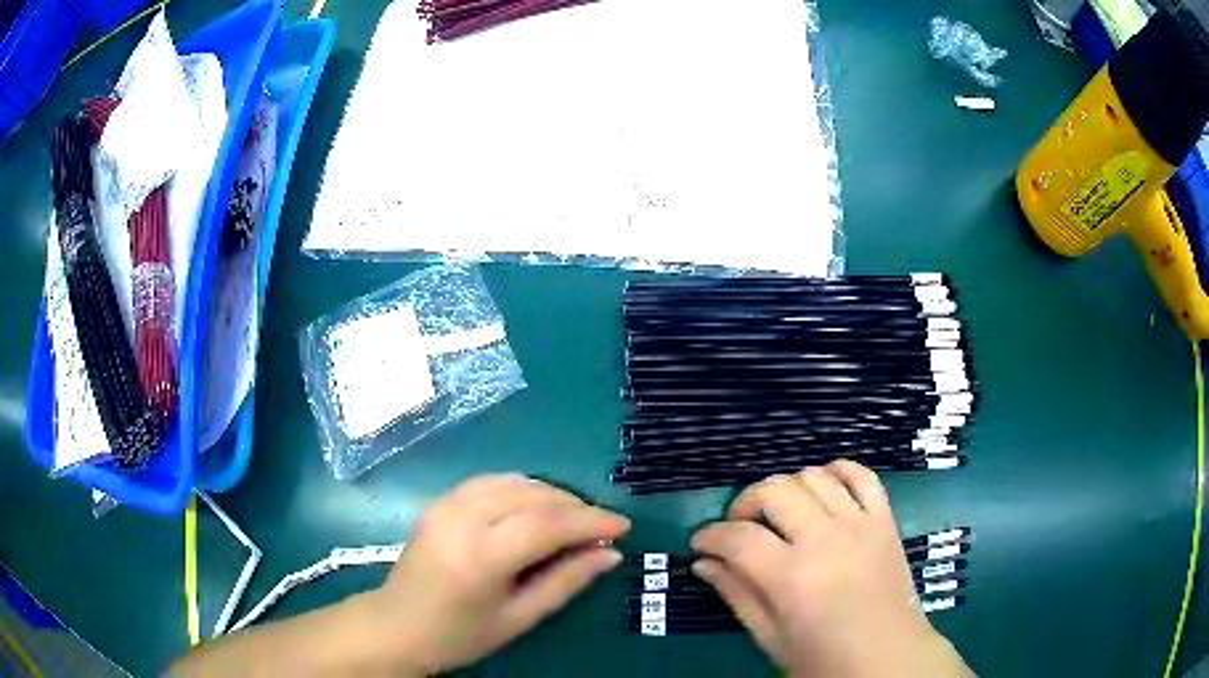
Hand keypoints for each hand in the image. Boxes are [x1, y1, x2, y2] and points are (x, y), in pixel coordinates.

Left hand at [366, 474, 630, 675]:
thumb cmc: (460, 634)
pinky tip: (536, 505)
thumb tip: (610, 554)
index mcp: (481, 557)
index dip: (590, 522)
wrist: (397, 625)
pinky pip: (489, 481)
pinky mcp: (438, 502)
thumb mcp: (519, 618)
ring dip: (550, 494)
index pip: (547, 524)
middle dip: (575, 506)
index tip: (623, 527)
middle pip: (532, 496)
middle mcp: (462, 519)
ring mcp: (446, 505)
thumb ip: (566, 582)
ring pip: (512, 482)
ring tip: (575, 517)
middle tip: (602, 527)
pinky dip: (521, 488)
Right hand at [690, 461, 971, 677]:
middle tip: (738, 527)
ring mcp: (860, 524)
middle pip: (774, 491)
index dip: (710, 536)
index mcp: (792, 578)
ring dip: (787, 488)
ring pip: (814, 476)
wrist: (888, 659)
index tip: (700, 544)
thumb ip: (736, 595)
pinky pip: (862, 475)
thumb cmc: (823, 659)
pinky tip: (823, 487)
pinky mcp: (885, 520)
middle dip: (744, 503)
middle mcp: (825, 540)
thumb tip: (702, 563)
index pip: (738, 538)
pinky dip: (838, 471)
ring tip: (780, 514)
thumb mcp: (770, 638)